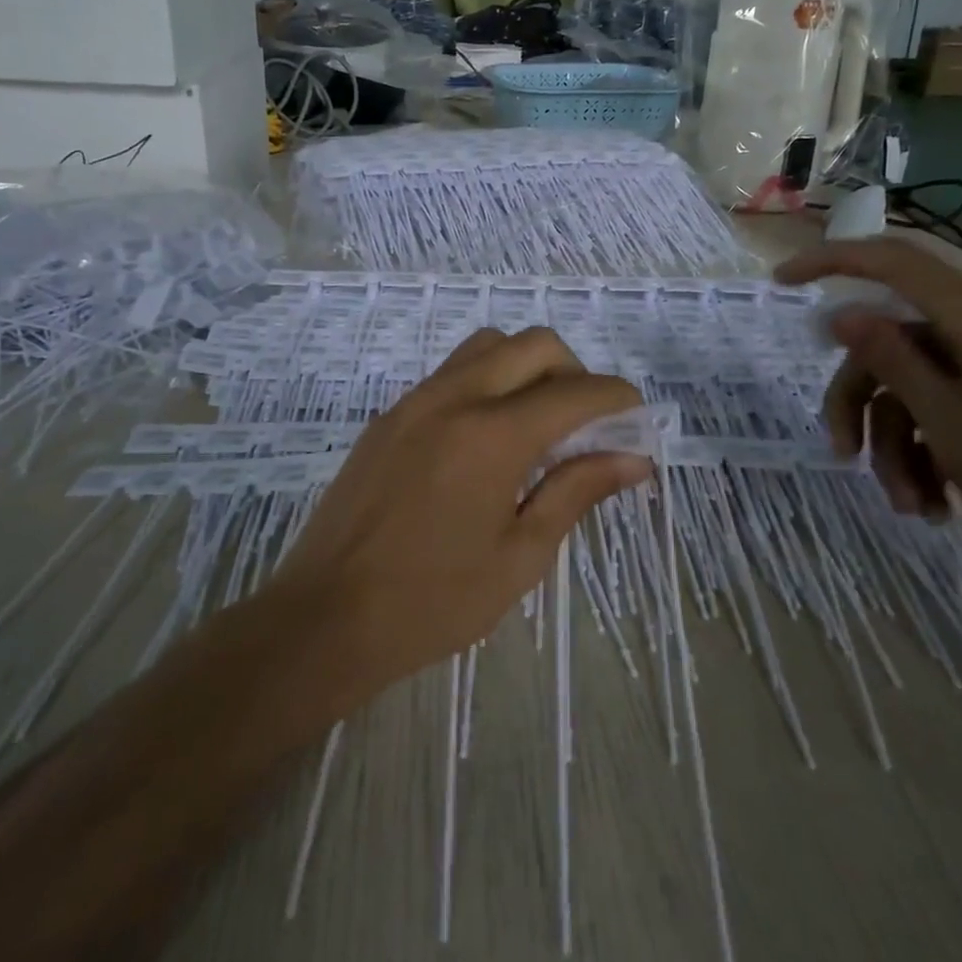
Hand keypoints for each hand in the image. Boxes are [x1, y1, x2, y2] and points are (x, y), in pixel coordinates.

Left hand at [274, 327, 650, 693]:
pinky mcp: (388, 416)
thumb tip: (632, 460)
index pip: (575, 392)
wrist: (325, 616)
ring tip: (536, 425)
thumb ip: (577, 492)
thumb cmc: (433, 602)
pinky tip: (486, 440)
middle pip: (533, 344)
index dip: (616, 399)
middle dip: (574, 371)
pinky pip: (451, 373)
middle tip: (585, 424)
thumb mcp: (520, 555)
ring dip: (526, 367)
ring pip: (487, 347)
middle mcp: (453, 398)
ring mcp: (414, 401)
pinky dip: (486, 383)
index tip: (635, 420)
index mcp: (492, 435)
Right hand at [776, 239, 961, 591]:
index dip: (830, 261)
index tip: (780, 283)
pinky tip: (934, 504)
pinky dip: (925, 455)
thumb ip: (889, 358)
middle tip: (840, 454)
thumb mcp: (947, 417)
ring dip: (893, 445)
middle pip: (886, 344)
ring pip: (908, 388)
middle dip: (857, 403)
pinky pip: (939, 412)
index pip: (889, 261)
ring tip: (907, 504)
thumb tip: (840, 311)